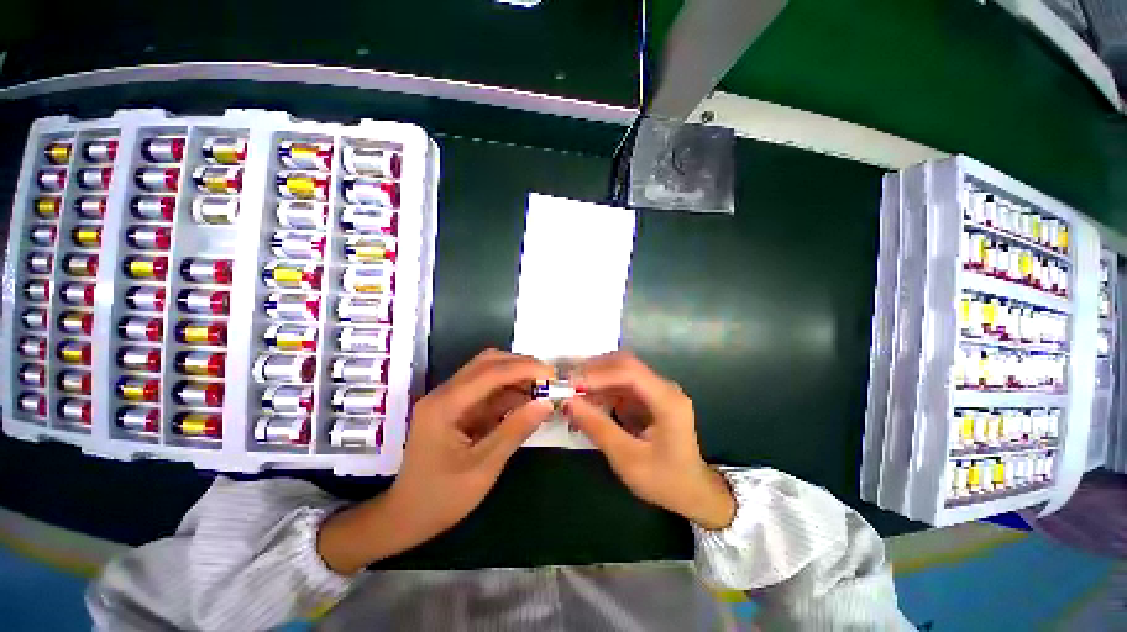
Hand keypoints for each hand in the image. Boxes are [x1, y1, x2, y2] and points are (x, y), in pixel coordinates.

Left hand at [319, 349, 554, 572]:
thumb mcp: (483, 468)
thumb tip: (545, 403)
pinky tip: (526, 401)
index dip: (524, 369)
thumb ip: (515, 431)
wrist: (406, 517)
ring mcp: (449, 398)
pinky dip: (509, 390)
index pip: (490, 373)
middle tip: (549, 379)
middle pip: (487, 362)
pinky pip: (487, 389)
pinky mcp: (457, 406)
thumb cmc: (440, 498)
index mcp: (445, 405)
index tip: (552, 376)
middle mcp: (445, 393)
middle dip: (521, 366)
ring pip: (488, 371)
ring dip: (516, 375)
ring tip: (542, 389)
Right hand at [565, 351, 735, 529]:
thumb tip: (568, 403)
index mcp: (667, 401)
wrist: (692, 492)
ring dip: (596, 379)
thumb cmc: (664, 480)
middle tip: (567, 383)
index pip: (629, 373)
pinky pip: (621, 385)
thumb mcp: (628, 459)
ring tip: (572, 391)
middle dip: (594, 371)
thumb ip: (598, 428)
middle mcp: (664, 388)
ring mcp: (657, 391)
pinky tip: (587, 400)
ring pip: (621, 372)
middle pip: (625, 365)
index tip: (571, 385)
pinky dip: (602, 389)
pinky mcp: (649, 398)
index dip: (598, 375)